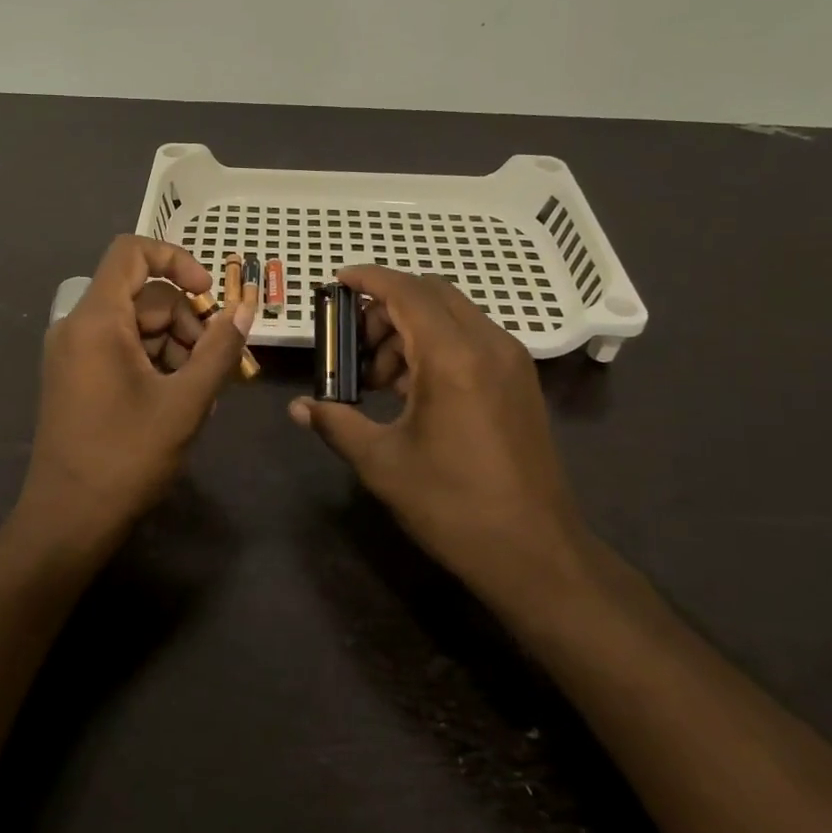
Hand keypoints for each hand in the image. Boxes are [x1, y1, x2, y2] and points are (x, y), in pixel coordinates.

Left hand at [20, 236, 256, 541]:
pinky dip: (155, 363)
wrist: (68, 520)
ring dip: (176, 347)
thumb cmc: (126, 457)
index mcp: (96, 320)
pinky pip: (122, 350)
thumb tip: (245, 309)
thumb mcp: (185, 402)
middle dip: (187, 321)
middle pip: (143, 296)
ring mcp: (74, 354)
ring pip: (137, 326)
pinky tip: (179, 400)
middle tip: (217, 364)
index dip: (176, 259)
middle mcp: (78, 327)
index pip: (131, 252)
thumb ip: (219, 350)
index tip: (208, 294)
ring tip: (202, 391)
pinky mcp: (77, 378)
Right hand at [289, 266, 590, 596]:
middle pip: (432, 294)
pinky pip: (471, 339)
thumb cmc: (452, 505)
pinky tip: (413, 389)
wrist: (534, 552)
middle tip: (354, 341)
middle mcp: (488, 344)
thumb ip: (336, 423)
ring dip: (410, 327)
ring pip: (453, 315)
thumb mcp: (382, 463)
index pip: (406, 291)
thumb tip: (297, 408)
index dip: (368, 279)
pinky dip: (435, 345)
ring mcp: (510, 362)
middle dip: (387, 306)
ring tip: (380, 377)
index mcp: (453, 357)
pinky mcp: (520, 382)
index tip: (336, 282)